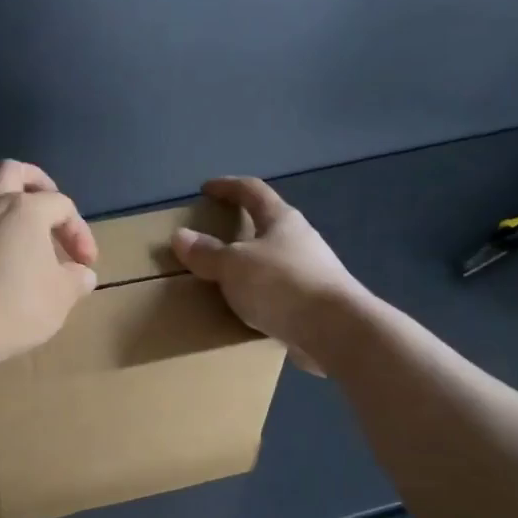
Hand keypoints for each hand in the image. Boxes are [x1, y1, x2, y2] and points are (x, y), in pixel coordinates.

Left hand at [0, 160, 98, 365]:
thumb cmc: (21, 304)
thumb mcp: (62, 295)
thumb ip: (76, 279)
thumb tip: (82, 274)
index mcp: (27, 208)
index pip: (62, 206)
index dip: (79, 231)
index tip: (85, 264)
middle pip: (12, 171)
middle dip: (34, 183)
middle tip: (48, 208)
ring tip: (10, 228)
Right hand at [170, 176, 365, 374]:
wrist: (336, 331)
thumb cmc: (282, 285)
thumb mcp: (234, 266)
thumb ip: (207, 253)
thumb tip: (180, 236)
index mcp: (282, 220)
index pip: (252, 191)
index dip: (227, 187)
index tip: (206, 189)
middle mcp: (301, 240)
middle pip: (268, 224)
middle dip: (241, 228)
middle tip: (214, 237)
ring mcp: (313, 272)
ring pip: (275, 260)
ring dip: (252, 265)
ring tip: (226, 278)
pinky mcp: (316, 303)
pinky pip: (280, 292)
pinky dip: (261, 295)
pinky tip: (248, 309)